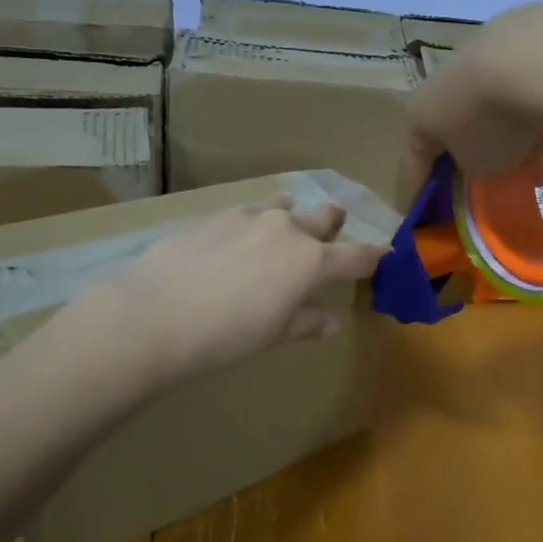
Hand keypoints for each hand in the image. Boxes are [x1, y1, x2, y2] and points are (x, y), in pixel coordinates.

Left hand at [29, 198, 385, 400]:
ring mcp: (249, 217)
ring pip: (283, 205)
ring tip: (284, 225)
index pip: (357, 256)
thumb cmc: (225, 335)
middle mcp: (286, 230)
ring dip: (291, 215)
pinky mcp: (213, 216)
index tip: (388, 254)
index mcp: (310, 262)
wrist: (154, 313)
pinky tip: (236, 238)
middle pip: (323, 217)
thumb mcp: (273, 334)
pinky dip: (253, 221)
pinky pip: (246, 212)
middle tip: (332, 228)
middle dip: (333, 222)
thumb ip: (305, 322)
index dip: (375, 256)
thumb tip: (330, 321)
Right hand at [407, 0, 542, 179]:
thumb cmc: (492, 124)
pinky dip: (532, 102)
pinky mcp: (516, 32)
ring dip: (512, 131)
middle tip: (502, 180)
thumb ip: (476, 169)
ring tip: (542, 154)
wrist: (532, 56)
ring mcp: (478, 49)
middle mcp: (441, 78)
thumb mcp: (481, 167)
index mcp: (421, 113)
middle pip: (457, 127)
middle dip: (479, 156)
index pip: (413, 161)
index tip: (422, 212)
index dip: (417, 191)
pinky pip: (520, 81)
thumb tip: (483, 159)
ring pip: (492, 102)